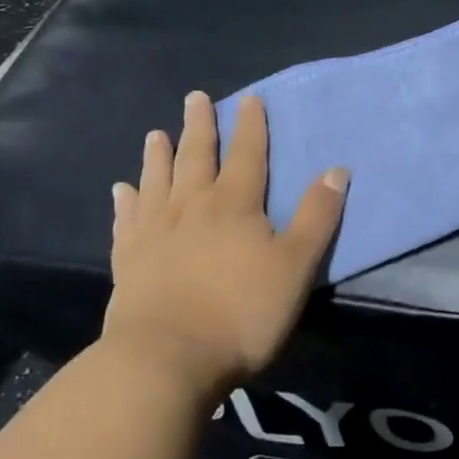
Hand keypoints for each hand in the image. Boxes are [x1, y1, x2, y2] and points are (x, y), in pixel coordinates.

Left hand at [103, 91, 347, 387]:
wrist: (164, 361)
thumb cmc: (241, 312)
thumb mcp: (295, 265)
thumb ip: (317, 216)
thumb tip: (337, 169)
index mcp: (235, 204)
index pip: (247, 154)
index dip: (251, 125)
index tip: (249, 98)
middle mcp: (192, 207)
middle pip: (197, 157)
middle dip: (200, 126)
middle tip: (194, 97)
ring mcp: (155, 233)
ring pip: (157, 182)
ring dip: (159, 156)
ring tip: (156, 134)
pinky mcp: (128, 262)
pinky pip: (126, 222)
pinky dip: (126, 203)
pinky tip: (121, 191)